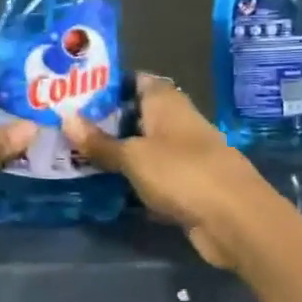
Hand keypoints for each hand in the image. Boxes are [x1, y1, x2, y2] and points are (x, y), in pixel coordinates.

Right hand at [62, 76, 258, 267]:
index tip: (75, 90)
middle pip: (136, 114)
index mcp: (167, 103)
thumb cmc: (182, 174)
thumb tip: (66, 117)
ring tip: (75, 153)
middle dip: (105, 120)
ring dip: (116, 151)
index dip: (108, 83)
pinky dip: (132, 179)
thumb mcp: (134, 157)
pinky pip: (151, 175)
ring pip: (143, 146)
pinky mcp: (186, 185)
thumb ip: (100, 141)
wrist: (236, 221)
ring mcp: (183, 155)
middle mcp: (177, 122)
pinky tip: (104, 185)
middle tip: (65, 125)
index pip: (136, 80)